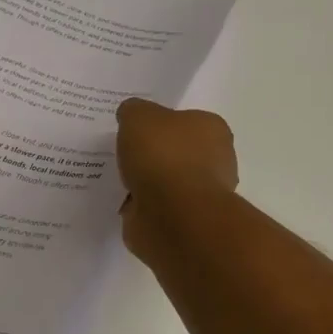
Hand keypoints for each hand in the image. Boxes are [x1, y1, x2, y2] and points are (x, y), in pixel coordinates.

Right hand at [116, 98, 239, 258]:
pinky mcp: (185, 223)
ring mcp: (201, 195)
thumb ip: (134, 111)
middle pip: (177, 152)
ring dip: (146, 183)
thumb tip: (131, 116)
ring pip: (167, 182)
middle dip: (154, 155)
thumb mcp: (139, 116)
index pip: (187, 121)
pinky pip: (157, 208)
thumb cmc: (164, 155)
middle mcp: (215, 161)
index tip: (137, 129)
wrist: (173, 215)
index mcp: (212, 129)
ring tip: (117, 179)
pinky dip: (141, 206)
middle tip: (124, 153)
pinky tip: (122, 202)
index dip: (161, 124)